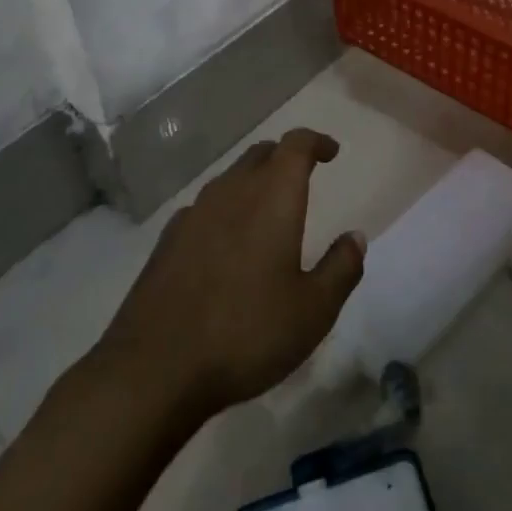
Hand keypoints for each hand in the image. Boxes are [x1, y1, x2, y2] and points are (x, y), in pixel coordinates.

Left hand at [94, 128, 365, 418]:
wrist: (155, 368)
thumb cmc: (246, 333)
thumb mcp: (313, 311)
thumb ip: (341, 268)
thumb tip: (356, 237)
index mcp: (273, 196)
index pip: (296, 144)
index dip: (316, 142)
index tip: (331, 152)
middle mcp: (232, 191)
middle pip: (261, 153)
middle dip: (285, 157)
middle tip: (303, 176)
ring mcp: (194, 213)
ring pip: (231, 178)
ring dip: (254, 181)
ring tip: (267, 209)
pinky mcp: (168, 239)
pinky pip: (205, 207)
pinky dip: (225, 209)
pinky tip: (225, 241)